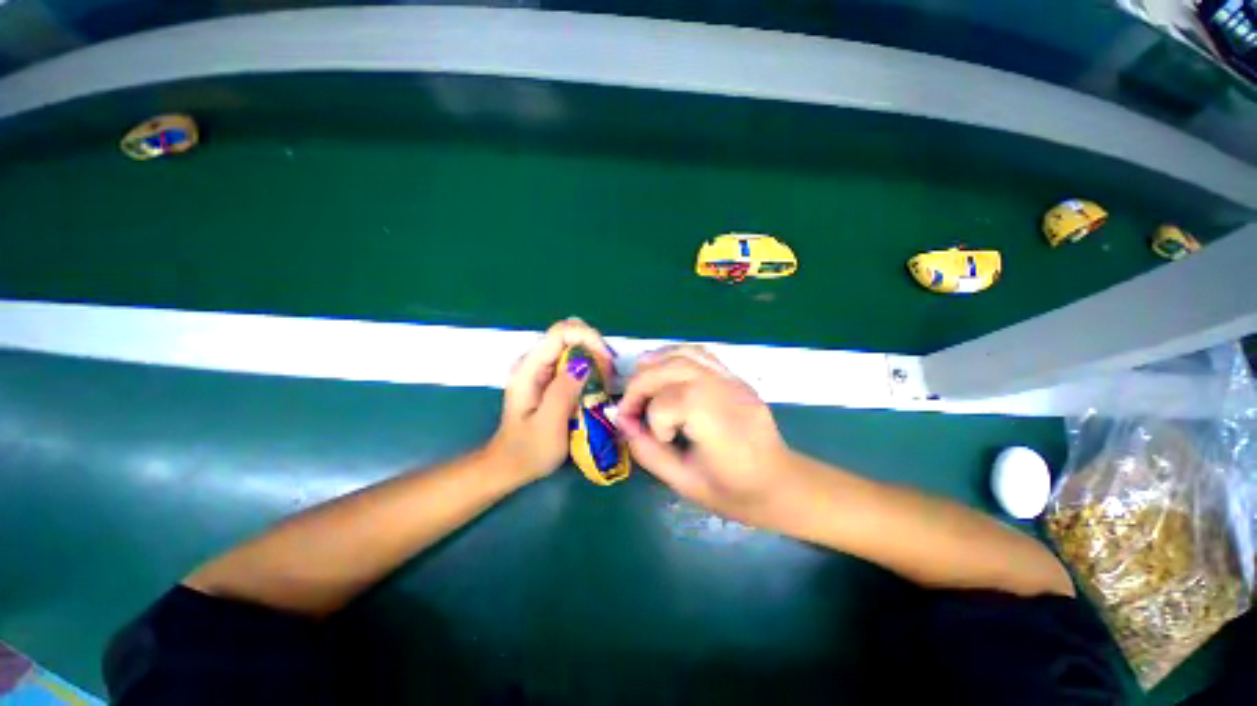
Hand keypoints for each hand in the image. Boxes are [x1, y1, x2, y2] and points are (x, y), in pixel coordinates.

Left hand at [489, 318, 614, 481]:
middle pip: (569, 333)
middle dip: (594, 346)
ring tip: (605, 382)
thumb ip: (564, 391)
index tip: (606, 362)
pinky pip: (574, 360)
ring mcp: (541, 368)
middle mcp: (534, 361)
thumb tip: (584, 363)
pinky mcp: (549, 377)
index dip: (588, 338)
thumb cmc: (528, 450)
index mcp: (529, 368)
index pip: (561, 332)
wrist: (509, 466)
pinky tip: (596, 385)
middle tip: (608, 374)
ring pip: (574, 345)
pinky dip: (590, 366)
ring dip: (594, 357)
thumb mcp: (548, 425)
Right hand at [618, 346, 795, 526]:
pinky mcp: (735, 375)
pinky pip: (698, 353)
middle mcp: (727, 394)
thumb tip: (622, 422)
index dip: (650, 418)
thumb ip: (648, 451)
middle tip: (630, 407)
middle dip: (640, 385)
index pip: (669, 402)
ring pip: (682, 354)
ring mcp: (733, 380)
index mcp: (719, 427)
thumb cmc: (734, 493)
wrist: (782, 484)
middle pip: (671, 368)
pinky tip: (664, 374)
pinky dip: (672, 357)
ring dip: (653, 366)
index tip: (651, 437)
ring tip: (642, 387)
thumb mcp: (684, 483)